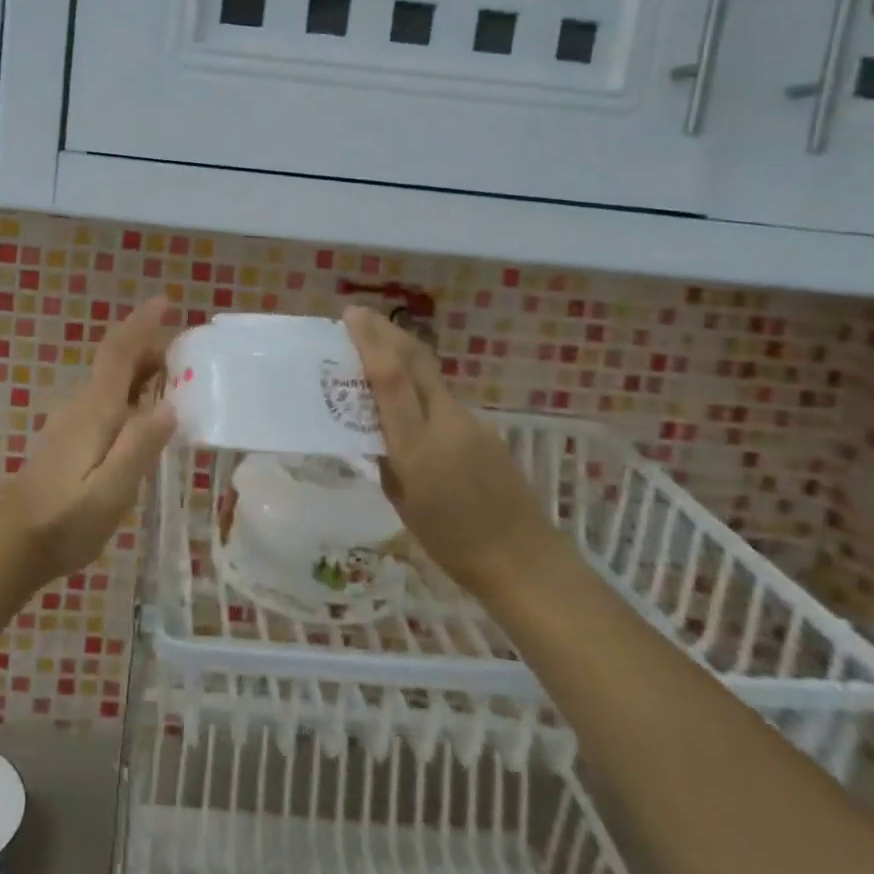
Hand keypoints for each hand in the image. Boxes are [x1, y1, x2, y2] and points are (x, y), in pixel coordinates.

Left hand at [0, 298, 177, 586]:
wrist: (10, 546)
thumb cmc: (64, 522)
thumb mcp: (111, 491)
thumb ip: (139, 446)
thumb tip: (169, 405)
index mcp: (94, 411)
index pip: (118, 353)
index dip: (141, 324)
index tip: (165, 301)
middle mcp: (80, 406)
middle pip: (115, 363)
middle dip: (149, 349)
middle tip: (188, 356)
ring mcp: (70, 422)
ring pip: (111, 383)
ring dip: (141, 372)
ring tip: (175, 383)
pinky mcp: (67, 440)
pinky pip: (105, 401)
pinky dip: (130, 395)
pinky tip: (144, 418)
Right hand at [342, 305, 558, 594]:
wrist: (522, 558)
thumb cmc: (451, 541)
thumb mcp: (402, 503)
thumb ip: (386, 460)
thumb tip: (373, 432)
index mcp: (417, 445)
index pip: (391, 378)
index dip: (370, 341)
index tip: (351, 315)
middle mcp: (445, 422)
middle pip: (416, 360)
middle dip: (386, 331)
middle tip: (360, 316)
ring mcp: (470, 422)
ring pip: (430, 376)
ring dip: (402, 355)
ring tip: (376, 350)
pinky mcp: (484, 429)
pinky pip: (443, 398)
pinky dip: (420, 385)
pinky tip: (408, 398)